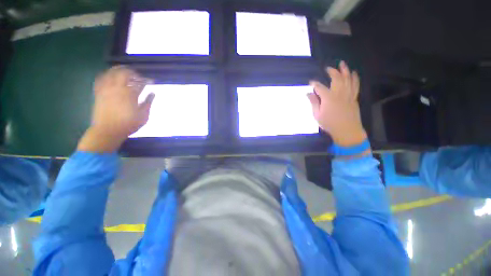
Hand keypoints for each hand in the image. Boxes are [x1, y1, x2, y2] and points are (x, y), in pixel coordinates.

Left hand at [77, 66, 153, 152]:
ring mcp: (106, 89)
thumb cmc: (128, 124)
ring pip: (111, 73)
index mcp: (130, 94)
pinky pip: (100, 79)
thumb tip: (153, 93)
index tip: (151, 81)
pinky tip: (109, 75)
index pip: (140, 83)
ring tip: (124, 71)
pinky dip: (106, 74)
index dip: (146, 80)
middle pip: (124, 74)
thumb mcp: (143, 116)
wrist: (108, 131)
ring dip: (119, 70)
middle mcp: (117, 89)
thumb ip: (148, 103)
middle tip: (138, 75)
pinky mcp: (99, 92)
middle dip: (133, 72)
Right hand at [307, 61, 366, 146]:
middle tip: (328, 68)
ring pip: (348, 79)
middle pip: (336, 78)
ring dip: (345, 70)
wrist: (347, 130)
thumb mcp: (317, 115)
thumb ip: (313, 102)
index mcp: (328, 98)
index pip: (319, 87)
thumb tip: (308, 93)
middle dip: (332, 71)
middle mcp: (339, 93)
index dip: (314, 84)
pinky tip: (354, 73)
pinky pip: (355, 85)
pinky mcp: (354, 98)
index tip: (311, 82)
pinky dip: (355, 78)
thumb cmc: (329, 123)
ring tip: (342, 64)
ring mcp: (348, 95)